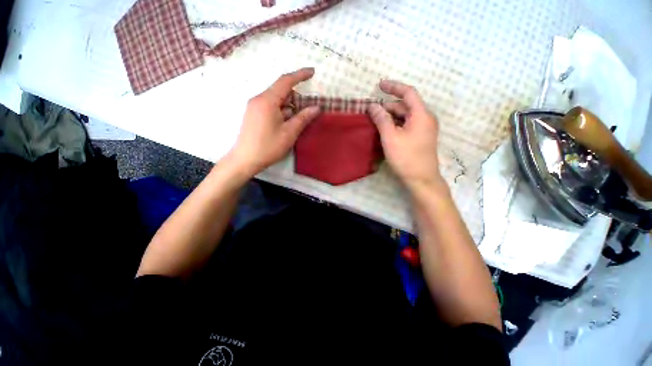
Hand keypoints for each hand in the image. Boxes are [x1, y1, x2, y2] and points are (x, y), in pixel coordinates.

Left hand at [229, 68, 320, 175]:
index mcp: (267, 100)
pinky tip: (286, 125)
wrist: (245, 160)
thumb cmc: (268, 147)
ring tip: (297, 122)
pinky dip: (281, 112)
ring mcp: (254, 107)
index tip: (312, 72)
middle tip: (308, 110)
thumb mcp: (289, 133)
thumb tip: (316, 107)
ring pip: (276, 100)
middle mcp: (259, 99)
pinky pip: (270, 107)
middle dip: (296, 98)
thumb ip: (303, 118)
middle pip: (281, 91)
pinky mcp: (253, 115)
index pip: (286, 81)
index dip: (300, 75)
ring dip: (289, 107)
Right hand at [368, 80, 443, 191]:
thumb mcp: (390, 137)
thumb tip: (373, 106)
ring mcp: (425, 128)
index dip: (393, 87)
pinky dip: (396, 124)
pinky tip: (385, 130)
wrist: (421, 179)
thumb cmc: (406, 157)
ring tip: (376, 121)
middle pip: (406, 105)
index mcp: (421, 114)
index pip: (408, 93)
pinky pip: (407, 125)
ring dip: (391, 116)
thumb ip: (381, 119)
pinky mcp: (421, 137)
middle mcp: (426, 118)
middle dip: (388, 106)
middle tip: (372, 111)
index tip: (379, 85)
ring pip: (406, 116)